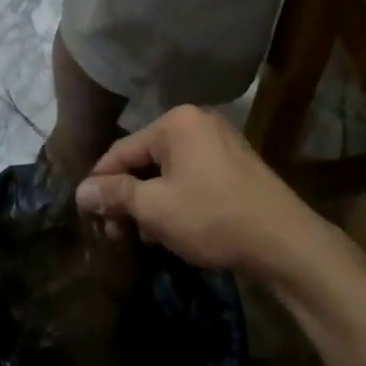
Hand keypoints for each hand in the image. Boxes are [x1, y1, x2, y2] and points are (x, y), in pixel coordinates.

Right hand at [74, 106, 335, 281]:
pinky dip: (176, 199)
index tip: (87, 213)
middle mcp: (197, 122)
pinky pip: (192, 176)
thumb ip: (115, 195)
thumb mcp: (156, 209)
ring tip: (144, 237)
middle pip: (146, 159)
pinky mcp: (236, 165)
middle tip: (116, 233)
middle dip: (128, 196)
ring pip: (169, 171)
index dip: (100, 182)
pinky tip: (172, 229)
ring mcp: (220, 142)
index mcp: (176, 123)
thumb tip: (81, 191)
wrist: (285, 242)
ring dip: (151, 202)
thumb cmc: (212, 217)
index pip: (122, 150)